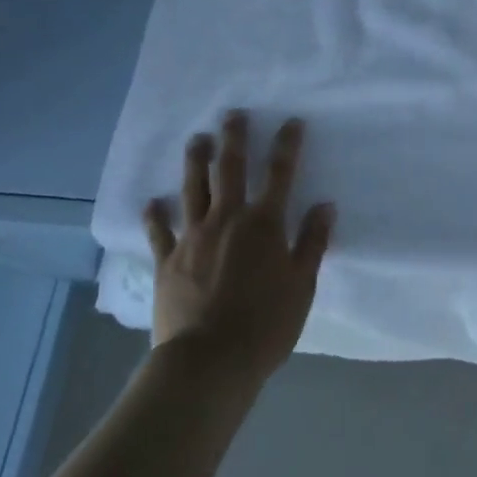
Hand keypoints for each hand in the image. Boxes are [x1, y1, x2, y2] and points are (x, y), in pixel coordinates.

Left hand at [142, 111, 334, 372]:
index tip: (291, 122)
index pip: (280, 173)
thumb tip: (324, 205)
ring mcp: (193, 238)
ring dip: (195, 161)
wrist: (208, 362)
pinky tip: (152, 202)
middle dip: (234, 139)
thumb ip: (312, 242)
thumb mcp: (302, 285)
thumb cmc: (265, 324)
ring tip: (197, 139)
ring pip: (193, 189)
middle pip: (230, 170)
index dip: (287, 145)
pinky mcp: (167, 261)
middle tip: (233, 114)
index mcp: (264, 224)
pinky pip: (159, 232)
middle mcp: (227, 220)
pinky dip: (155, 215)